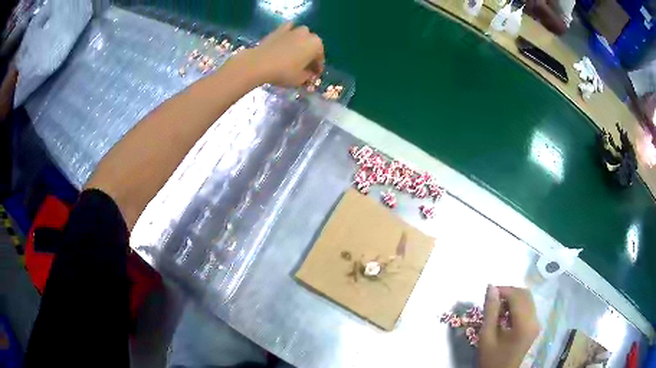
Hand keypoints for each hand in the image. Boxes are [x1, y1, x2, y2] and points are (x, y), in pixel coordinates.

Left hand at [238, 23, 324, 87]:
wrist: (259, 63)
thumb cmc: (283, 72)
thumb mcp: (300, 80)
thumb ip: (308, 76)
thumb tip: (309, 74)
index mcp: (316, 45)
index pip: (320, 59)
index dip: (317, 69)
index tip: (313, 76)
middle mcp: (307, 34)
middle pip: (312, 45)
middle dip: (310, 54)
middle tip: (304, 66)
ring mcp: (293, 29)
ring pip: (302, 35)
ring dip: (301, 42)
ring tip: (295, 53)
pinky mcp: (279, 29)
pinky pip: (289, 29)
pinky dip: (289, 33)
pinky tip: (286, 39)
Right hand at [479, 285, 539, 367]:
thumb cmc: (491, 358)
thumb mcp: (486, 336)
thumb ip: (490, 311)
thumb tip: (491, 288)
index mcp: (524, 324)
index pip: (517, 296)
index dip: (504, 290)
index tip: (489, 291)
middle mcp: (534, 320)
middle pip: (525, 295)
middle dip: (509, 292)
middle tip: (492, 298)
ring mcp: (536, 323)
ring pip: (527, 299)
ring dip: (513, 298)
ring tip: (497, 306)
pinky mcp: (534, 326)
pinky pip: (528, 307)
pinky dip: (517, 305)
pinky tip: (505, 313)